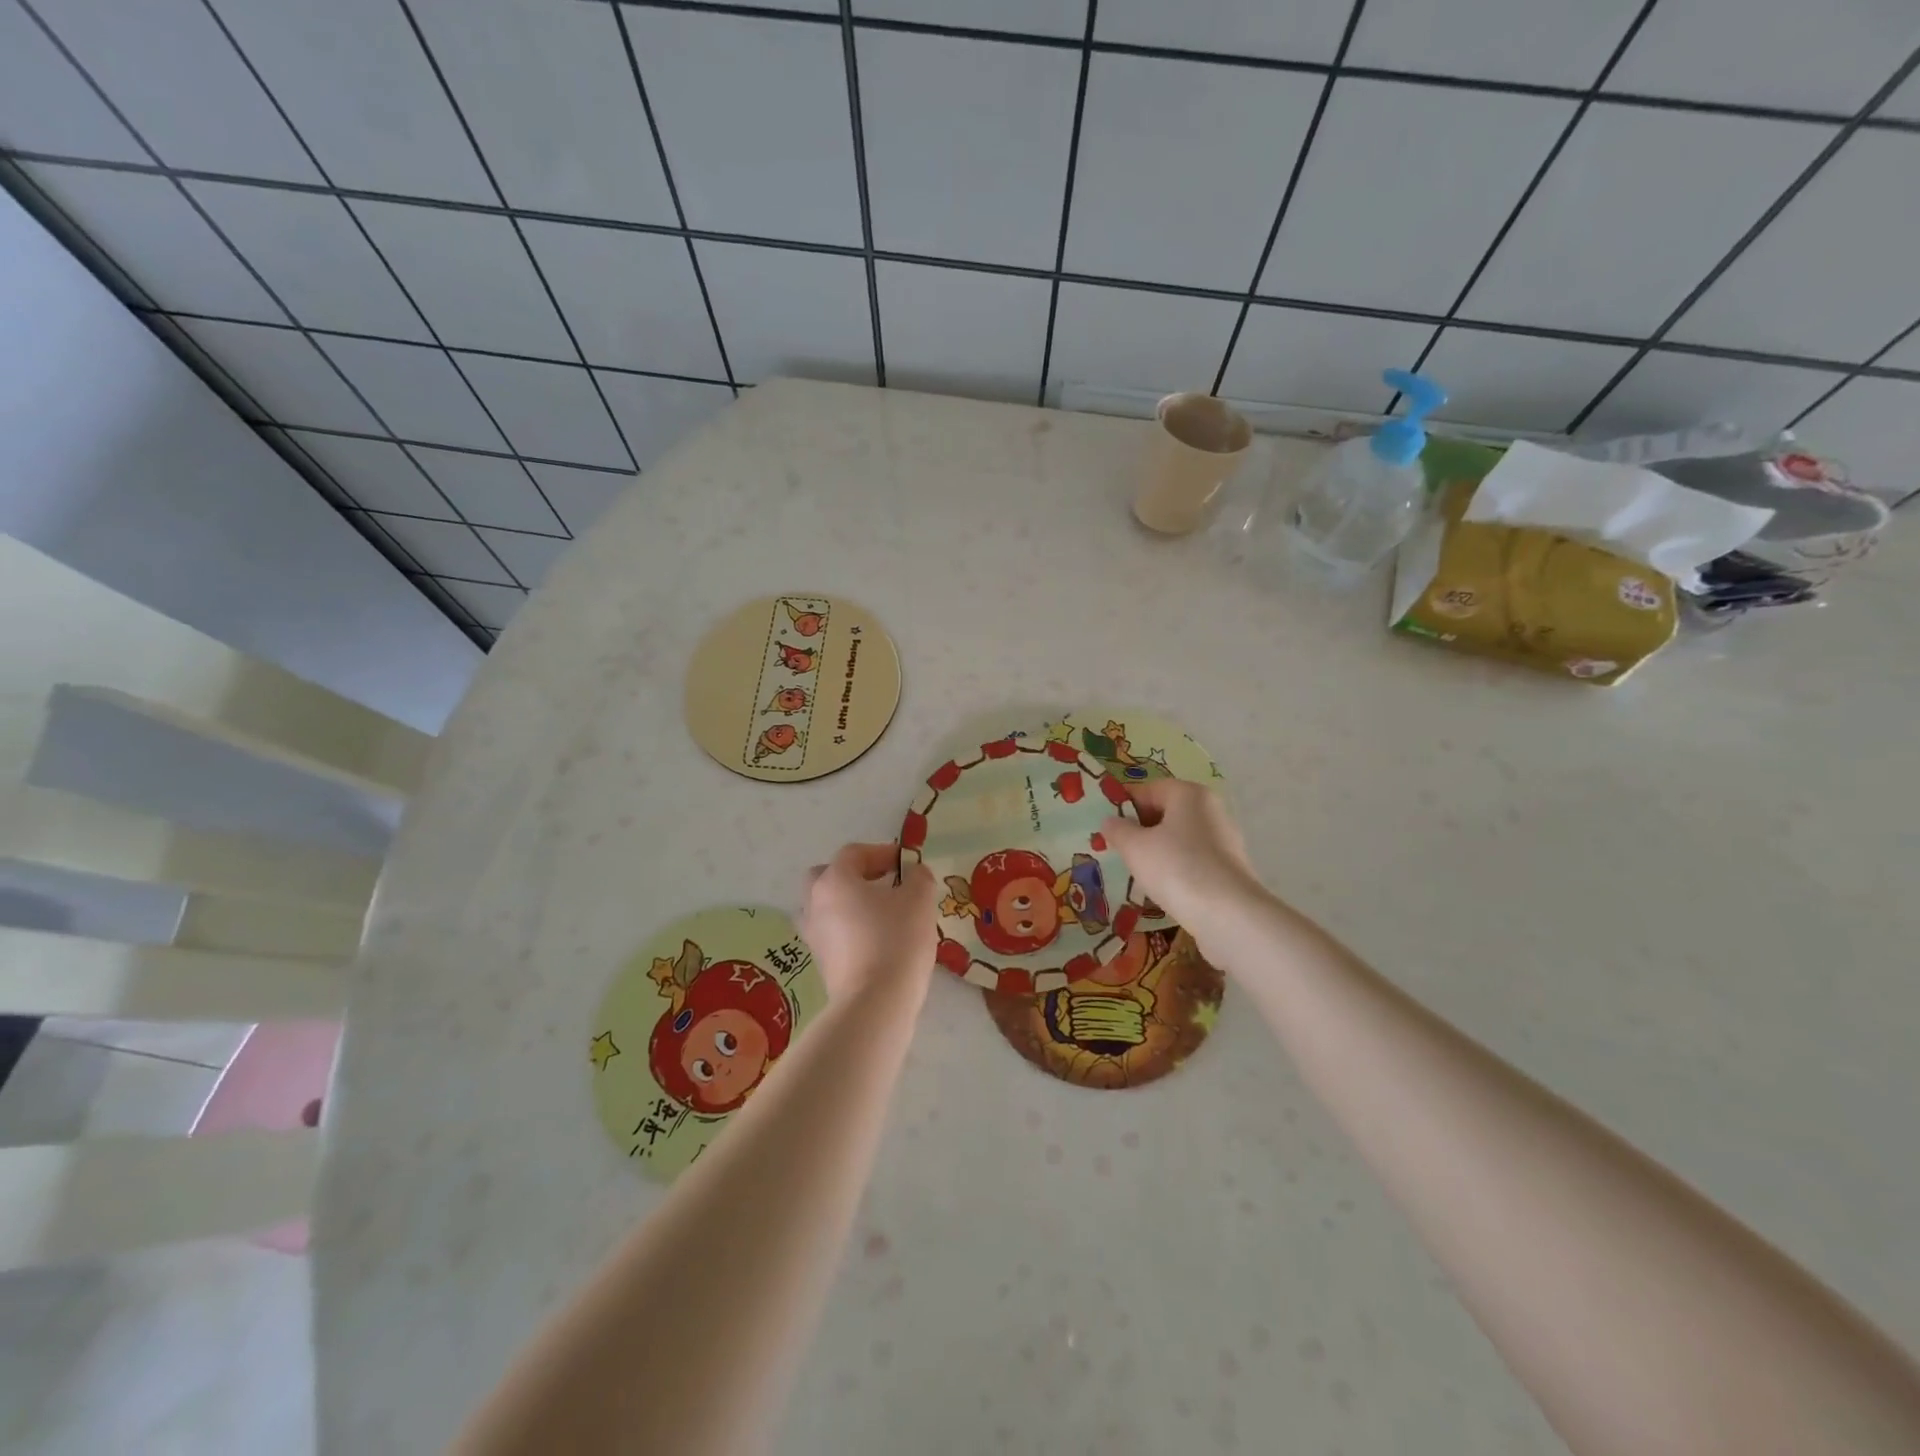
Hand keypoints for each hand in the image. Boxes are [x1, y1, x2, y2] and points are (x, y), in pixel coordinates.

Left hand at [801, 843, 937, 1006]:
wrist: (875, 1002)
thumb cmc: (896, 939)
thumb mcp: (919, 899)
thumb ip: (918, 877)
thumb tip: (914, 873)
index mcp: (835, 880)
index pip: (853, 853)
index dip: (881, 852)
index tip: (906, 863)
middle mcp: (815, 903)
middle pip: (827, 877)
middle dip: (854, 875)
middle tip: (882, 883)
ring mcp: (813, 935)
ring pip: (826, 907)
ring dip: (849, 904)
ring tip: (879, 913)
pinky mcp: (820, 962)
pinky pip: (832, 933)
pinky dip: (849, 929)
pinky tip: (875, 939)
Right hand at [1100, 780, 1267, 945]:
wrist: (1228, 915)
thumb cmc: (1176, 868)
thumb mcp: (1134, 847)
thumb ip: (1118, 830)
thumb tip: (1110, 821)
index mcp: (1189, 794)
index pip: (1149, 790)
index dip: (1124, 806)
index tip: (1107, 828)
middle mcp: (1211, 809)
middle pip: (1166, 812)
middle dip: (1140, 830)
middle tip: (1118, 850)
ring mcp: (1225, 839)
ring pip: (1180, 838)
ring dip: (1157, 851)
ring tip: (1137, 872)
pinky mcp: (1230, 868)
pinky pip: (1194, 860)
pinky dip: (1176, 868)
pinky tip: (1163, 888)